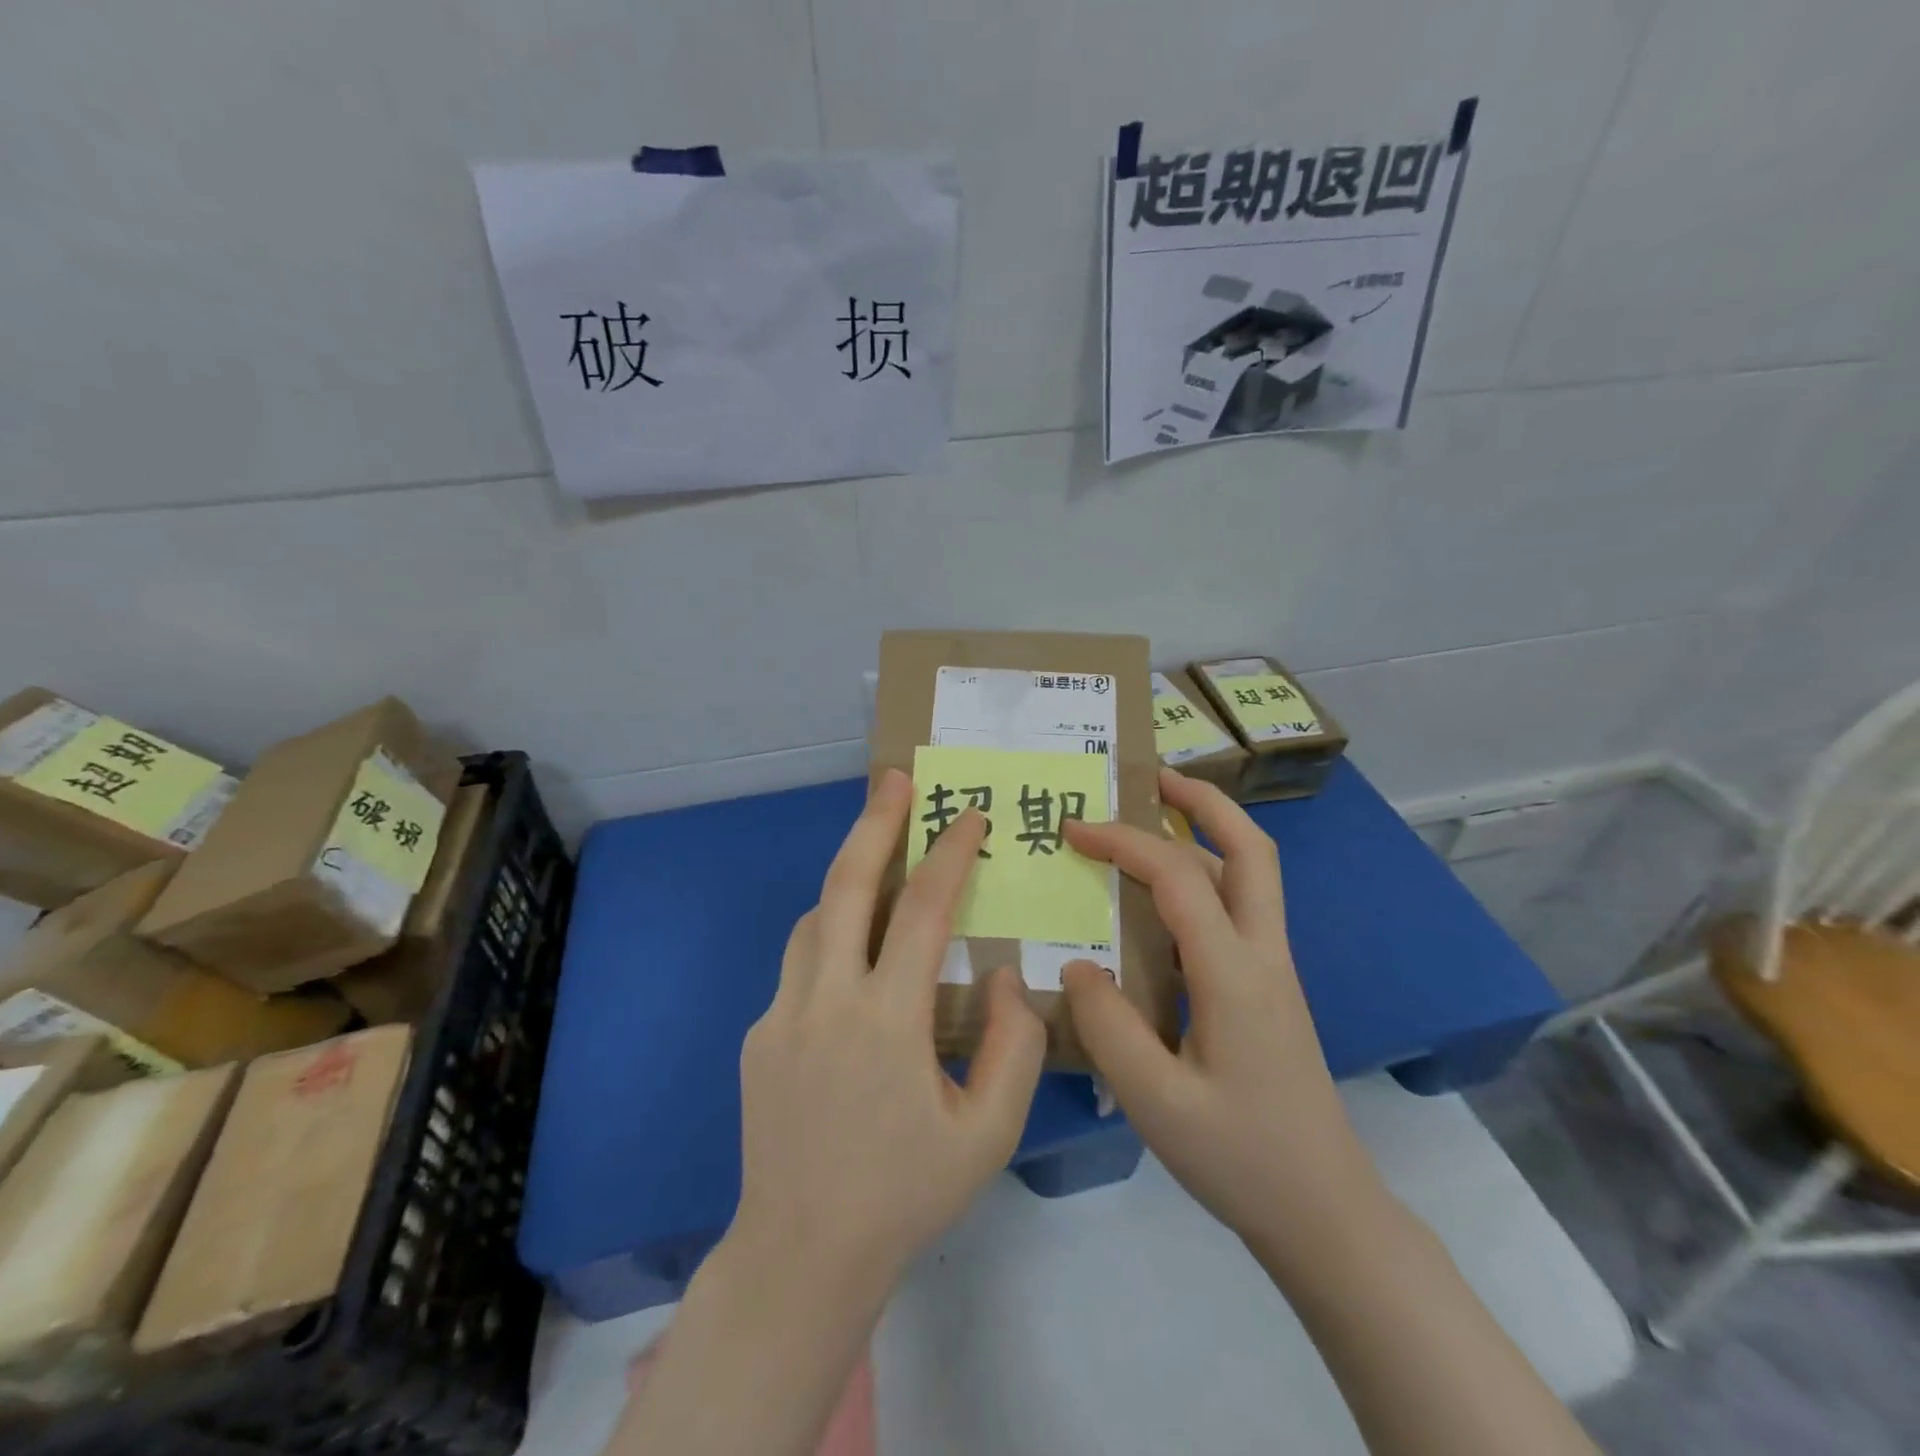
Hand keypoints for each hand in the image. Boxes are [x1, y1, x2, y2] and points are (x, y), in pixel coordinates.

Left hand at [733, 768, 1045, 1287]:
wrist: (802, 1254)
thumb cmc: (906, 1193)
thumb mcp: (988, 1132)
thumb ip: (1012, 1046)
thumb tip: (1001, 975)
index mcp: (886, 1020)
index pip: (922, 911)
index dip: (950, 855)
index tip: (970, 816)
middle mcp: (825, 1000)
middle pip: (845, 885)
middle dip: (874, 823)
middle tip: (895, 778)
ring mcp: (781, 1014)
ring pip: (814, 919)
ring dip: (849, 879)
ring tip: (880, 862)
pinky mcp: (758, 1035)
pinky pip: (799, 964)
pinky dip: (830, 940)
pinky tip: (855, 966)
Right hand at [1061, 768, 1379, 1265]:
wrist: (1324, 1212)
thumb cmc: (1240, 1158)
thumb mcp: (1156, 1102)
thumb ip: (1108, 1027)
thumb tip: (1076, 967)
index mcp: (1234, 974)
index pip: (1179, 877)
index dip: (1124, 842)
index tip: (1073, 831)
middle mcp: (1264, 955)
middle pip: (1251, 850)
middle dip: (1203, 802)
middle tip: (1152, 779)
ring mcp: (1274, 970)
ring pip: (1252, 875)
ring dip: (1208, 833)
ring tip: (1154, 819)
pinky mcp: (1269, 989)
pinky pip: (1240, 909)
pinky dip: (1206, 876)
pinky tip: (1165, 899)